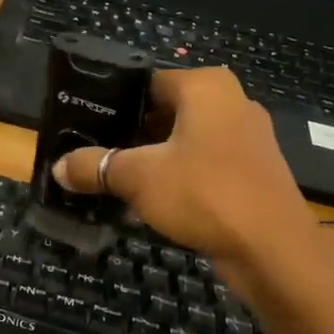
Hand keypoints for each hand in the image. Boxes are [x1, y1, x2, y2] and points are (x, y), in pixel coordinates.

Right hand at [52, 68, 321, 267]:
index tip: (83, 124)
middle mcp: (230, 102)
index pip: (145, 81)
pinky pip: (202, 164)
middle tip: (90, 153)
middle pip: (163, 111)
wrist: (275, 252)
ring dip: (150, 159)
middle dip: (128, 134)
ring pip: (182, 140)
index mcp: (205, 87)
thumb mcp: (137, 177)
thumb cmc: (204, 194)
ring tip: (111, 179)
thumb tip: (58, 168)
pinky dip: (175, 177)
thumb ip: (94, 166)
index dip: (112, 102)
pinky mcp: (251, 172)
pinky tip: (146, 201)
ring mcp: (245, 139)